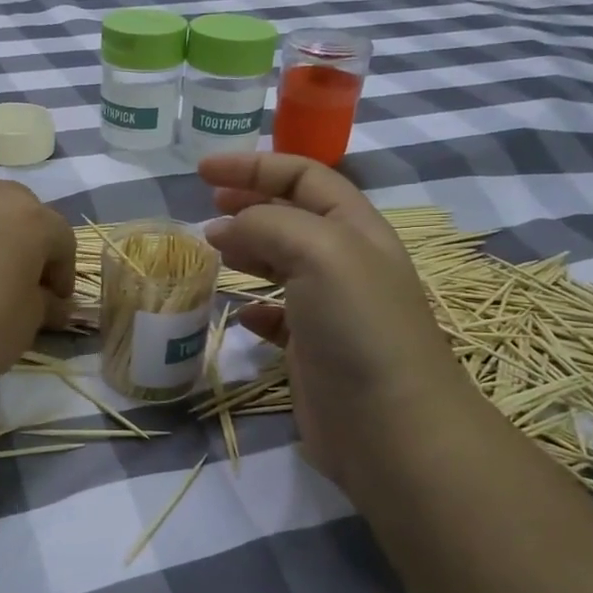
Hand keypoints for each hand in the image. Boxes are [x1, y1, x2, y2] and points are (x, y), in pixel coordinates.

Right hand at [200, 152, 482, 493]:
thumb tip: (224, 230)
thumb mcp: (319, 252)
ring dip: (246, 250)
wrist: (390, 426)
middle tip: (206, 208)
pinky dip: (254, 307)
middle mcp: (344, 262)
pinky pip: (276, 317)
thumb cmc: (358, 326)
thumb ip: (268, 225)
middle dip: (248, 203)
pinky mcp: (312, 350)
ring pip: (280, 263)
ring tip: (212, 252)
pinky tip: (238, 313)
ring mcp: (329, 308)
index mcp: (354, 228)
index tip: (202, 170)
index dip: (253, 166)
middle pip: (291, 216)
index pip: (303, 176)